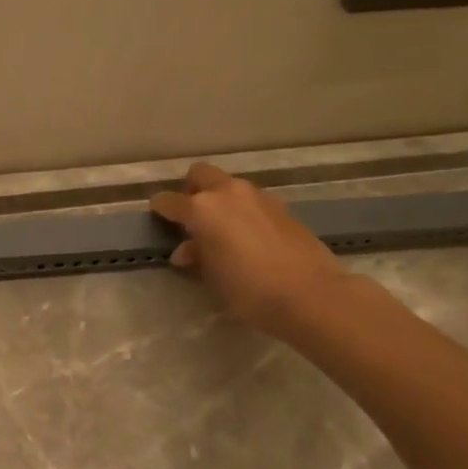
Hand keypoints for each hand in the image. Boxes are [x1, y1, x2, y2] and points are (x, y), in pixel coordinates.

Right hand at [150, 163, 350, 335]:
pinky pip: (251, 200)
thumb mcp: (213, 277)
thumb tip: (187, 250)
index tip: (157, 217)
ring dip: (220, 200)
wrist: (310, 294)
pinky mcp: (282, 206)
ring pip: (229, 186)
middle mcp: (228, 193)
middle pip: (200, 174)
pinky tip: (249, 236)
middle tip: (191, 216)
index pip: (169, 201)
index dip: (160, 209)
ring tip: (222, 230)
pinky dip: (243, 211)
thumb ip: (197, 257)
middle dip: (191, 190)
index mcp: (202, 209)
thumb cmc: (249, 290)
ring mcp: (258, 196)